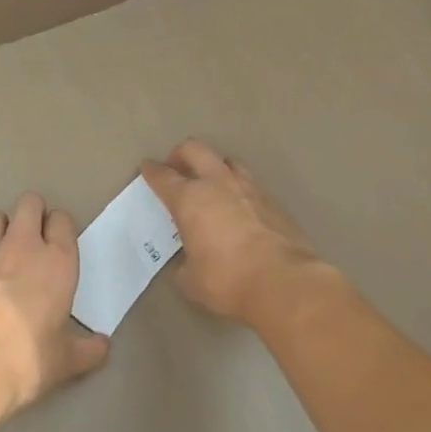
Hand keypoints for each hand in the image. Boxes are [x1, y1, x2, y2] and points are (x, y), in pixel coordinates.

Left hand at [0, 192, 108, 414]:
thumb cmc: (29, 359)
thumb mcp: (66, 361)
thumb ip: (88, 350)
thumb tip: (104, 346)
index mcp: (57, 262)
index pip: (62, 219)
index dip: (60, 226)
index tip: (58, 241)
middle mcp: (22, 247)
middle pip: (29, 203)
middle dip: (32, 212)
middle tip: (32, 238)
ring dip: (0, 229)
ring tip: (1, 254)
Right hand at [142, 139, 322, 326]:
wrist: (283, 281)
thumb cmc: (228, 280)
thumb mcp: (192, 281)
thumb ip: (184, 265)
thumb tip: (189, 262)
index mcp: (190, 199)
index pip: (163, 176)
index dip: (152, 171)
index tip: (147, 168)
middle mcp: (217, 183)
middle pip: (195, 149)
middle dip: (180, 155)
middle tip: (177, 169)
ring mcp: (248, 187)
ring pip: (227, 160)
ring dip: (214, 167)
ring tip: (211, 184)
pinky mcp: (272, 199)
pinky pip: (250, 182)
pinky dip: (238, 188)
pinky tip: (239, 207)